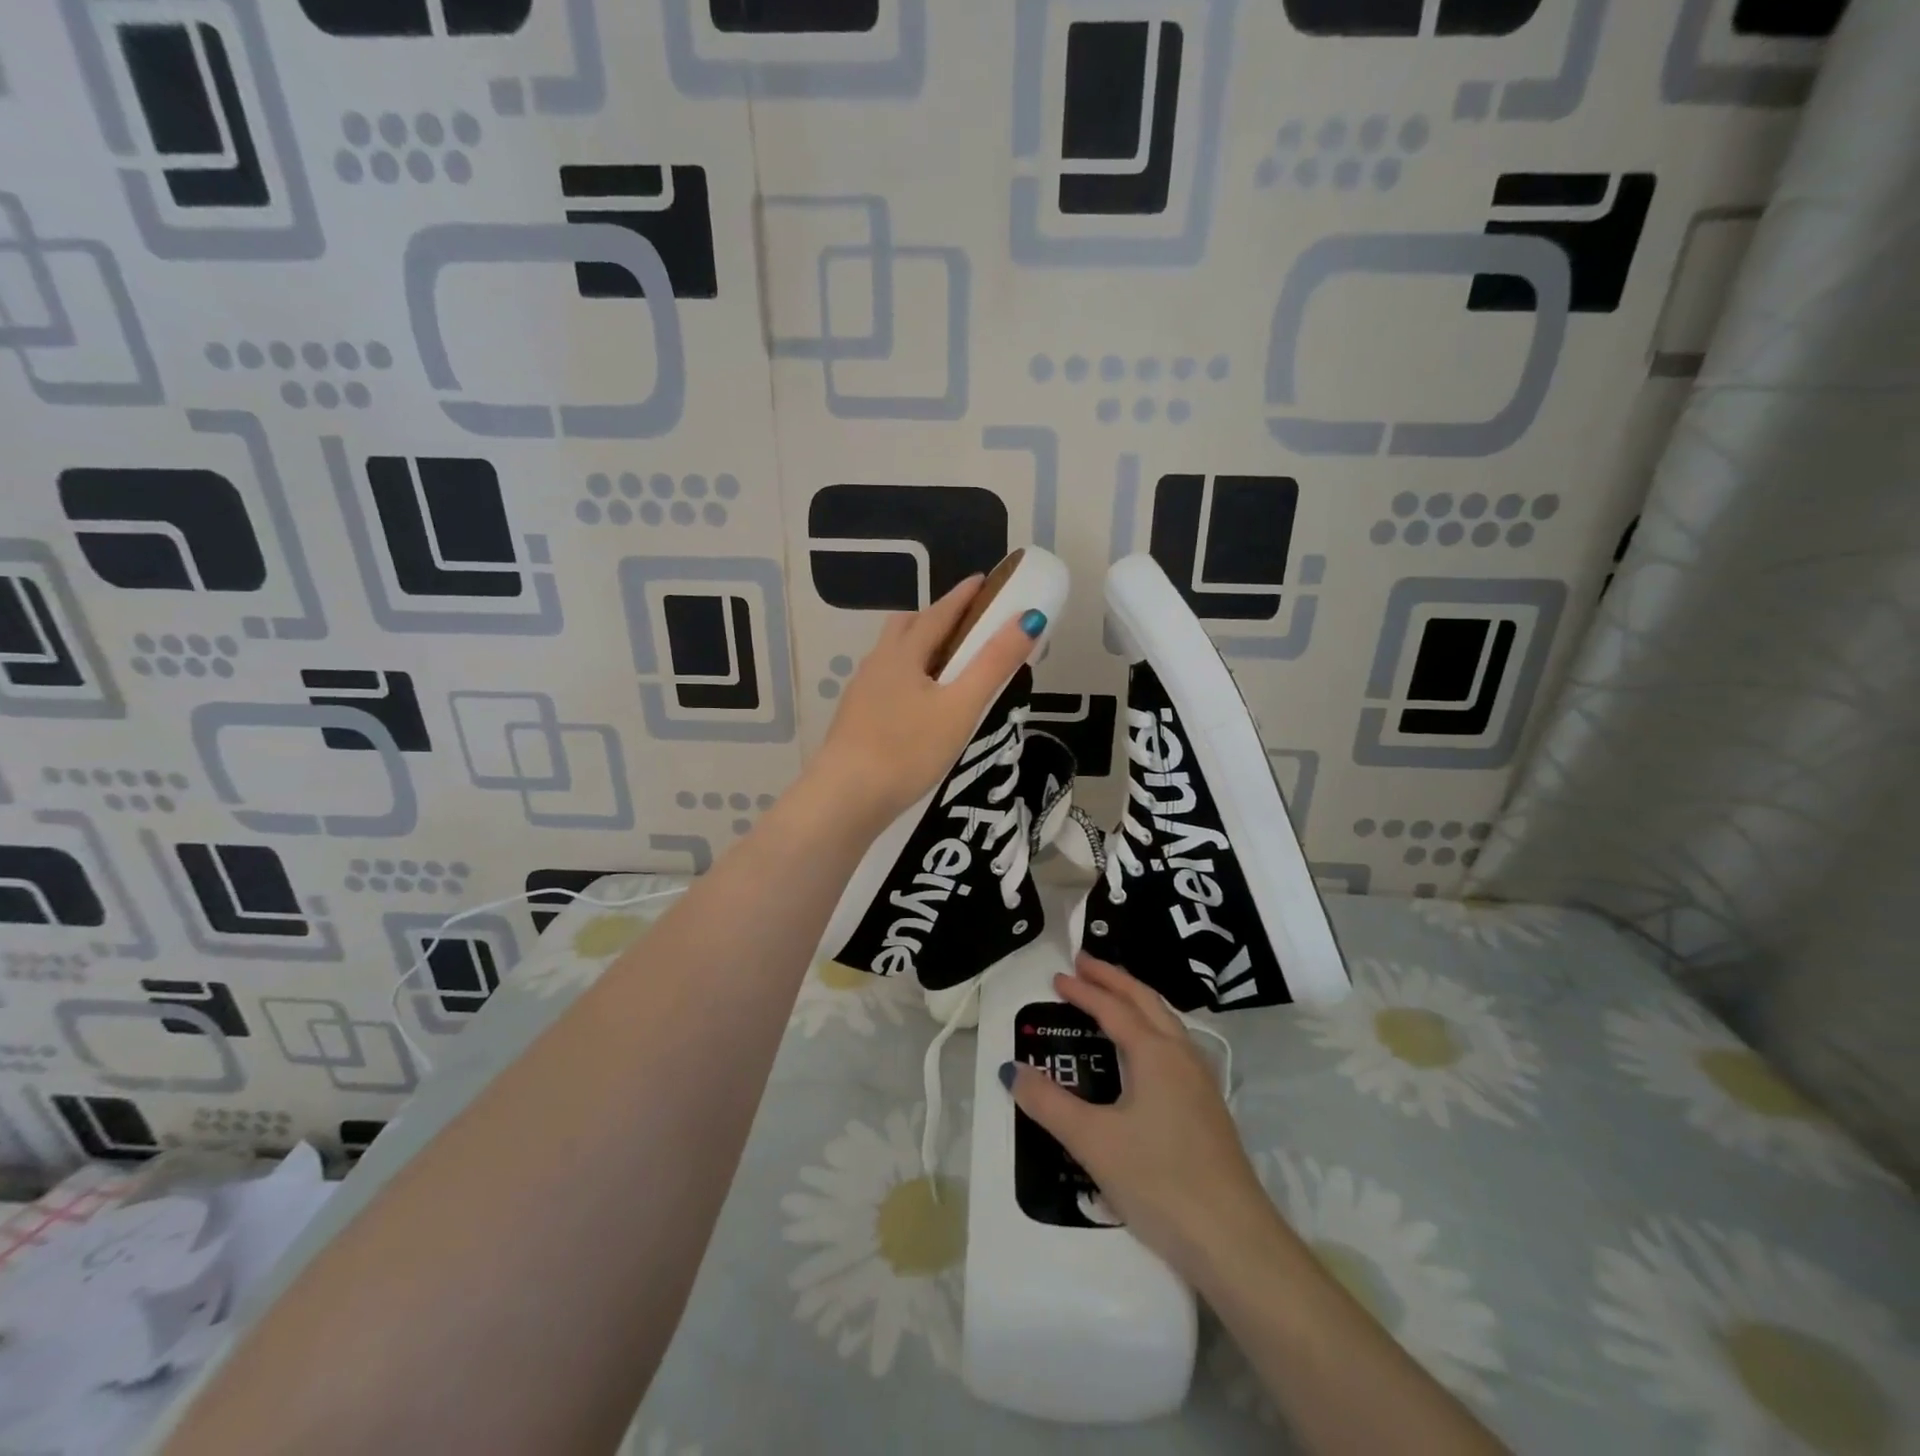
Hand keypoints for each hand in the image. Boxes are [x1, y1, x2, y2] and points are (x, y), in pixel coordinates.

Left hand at [809, 575, 1042, 830]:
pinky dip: (909, 678)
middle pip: (907, 627)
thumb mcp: (960, 706)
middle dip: (937, 618)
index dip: (963, 596)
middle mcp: (877, 664)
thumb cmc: (908, 749)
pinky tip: (920, 707)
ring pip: (894, 657)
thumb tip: (1029, 619)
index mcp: (903, 653)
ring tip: (948, 669)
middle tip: (967, 627)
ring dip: (920, 650)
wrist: (846, 798)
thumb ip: (994, 664)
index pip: (938, 613)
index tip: (984, 581)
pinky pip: (887, 684)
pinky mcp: (856, 720)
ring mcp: (862, 693)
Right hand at [1007, 954, 1284, 1288]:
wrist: (1234, 1240)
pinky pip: (1173, 1046)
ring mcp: (1200, 1082)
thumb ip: (1049, 1104)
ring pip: (1165, 1022)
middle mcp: (1181, 1056)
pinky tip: (1143, 1052)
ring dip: (1135, 1000)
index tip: (1057, 977)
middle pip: (1146, 1001)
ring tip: (1111, 995)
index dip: (1084, 990)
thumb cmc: (1160, 1181)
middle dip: (1114, 978)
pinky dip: (1150, 1027)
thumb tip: (1012, 1071)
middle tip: (1084, 962)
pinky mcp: (1207, 1108)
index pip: (1113, 1008)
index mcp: (1155, 1053)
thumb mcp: (1093, 1142)